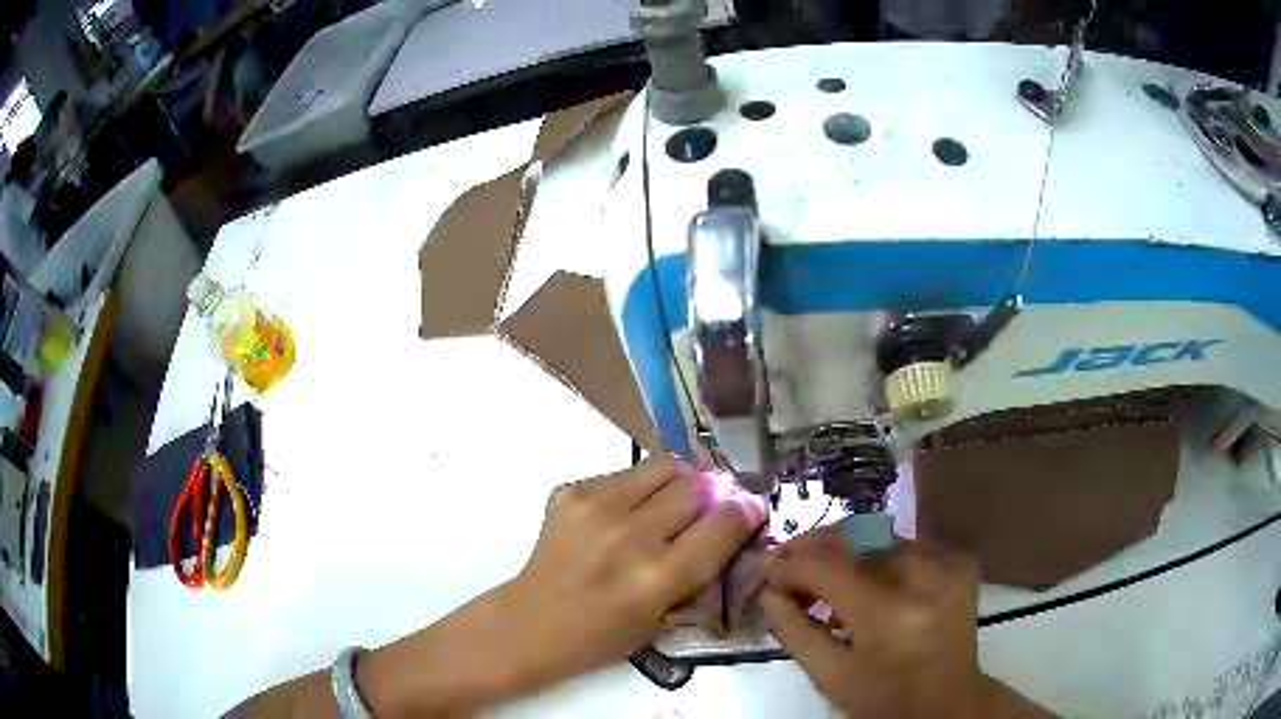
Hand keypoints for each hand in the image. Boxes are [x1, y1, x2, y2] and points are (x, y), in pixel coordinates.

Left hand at [499, 455, 768, 689]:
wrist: (530, 623)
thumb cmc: (601, 637)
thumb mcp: (662, 619)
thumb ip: (698, 571)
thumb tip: (729, 524)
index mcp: (657, 578)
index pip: (722, 525)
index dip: (747, 511)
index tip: (754, 507)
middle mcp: (629, 535)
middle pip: (696, 486)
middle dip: (717, 492)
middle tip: (716, 502)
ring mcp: (596, 507)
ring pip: (664, 466)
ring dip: (682, 480)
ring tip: (678, 499)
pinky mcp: (572, 492)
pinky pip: (626, 473)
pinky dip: (641, 487)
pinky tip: (631, 511)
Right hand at [761, 529, 1050, 717]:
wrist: (949, 702)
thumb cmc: (884, 699)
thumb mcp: (831, 678)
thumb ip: (794, 633)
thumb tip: (767, 592)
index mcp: (890, 618)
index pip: (828, 569)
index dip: (790, 565)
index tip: (765, 570)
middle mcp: (924, 580)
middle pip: (857, 539)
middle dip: (814, 545)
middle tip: (786, 559)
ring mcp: (949, 566)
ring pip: (881, 536)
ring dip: (844, 547)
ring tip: (819, 569)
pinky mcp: (960, 562)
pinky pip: (907, 544)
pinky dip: (877, 553)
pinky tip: (862, 572)